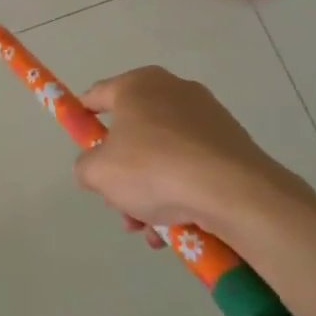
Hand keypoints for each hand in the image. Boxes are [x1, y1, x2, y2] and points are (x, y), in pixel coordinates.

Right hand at [74, 67, 315, 245]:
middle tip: (120, 203)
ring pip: (164, 154)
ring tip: (151, 230)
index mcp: (138, 85)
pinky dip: (182, 192)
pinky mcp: (233, 143)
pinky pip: (194, 166)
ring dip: (151, 191)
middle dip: (123, 172)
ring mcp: (208, 116)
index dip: (83, 118)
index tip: (81, 143)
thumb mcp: (98, 173)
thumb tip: (93, 168)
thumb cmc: (154, 169)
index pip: (97, 95)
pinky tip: (178, 228)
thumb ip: (84, 167)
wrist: (235, 193)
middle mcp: (173, 90)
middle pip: (133, 133)